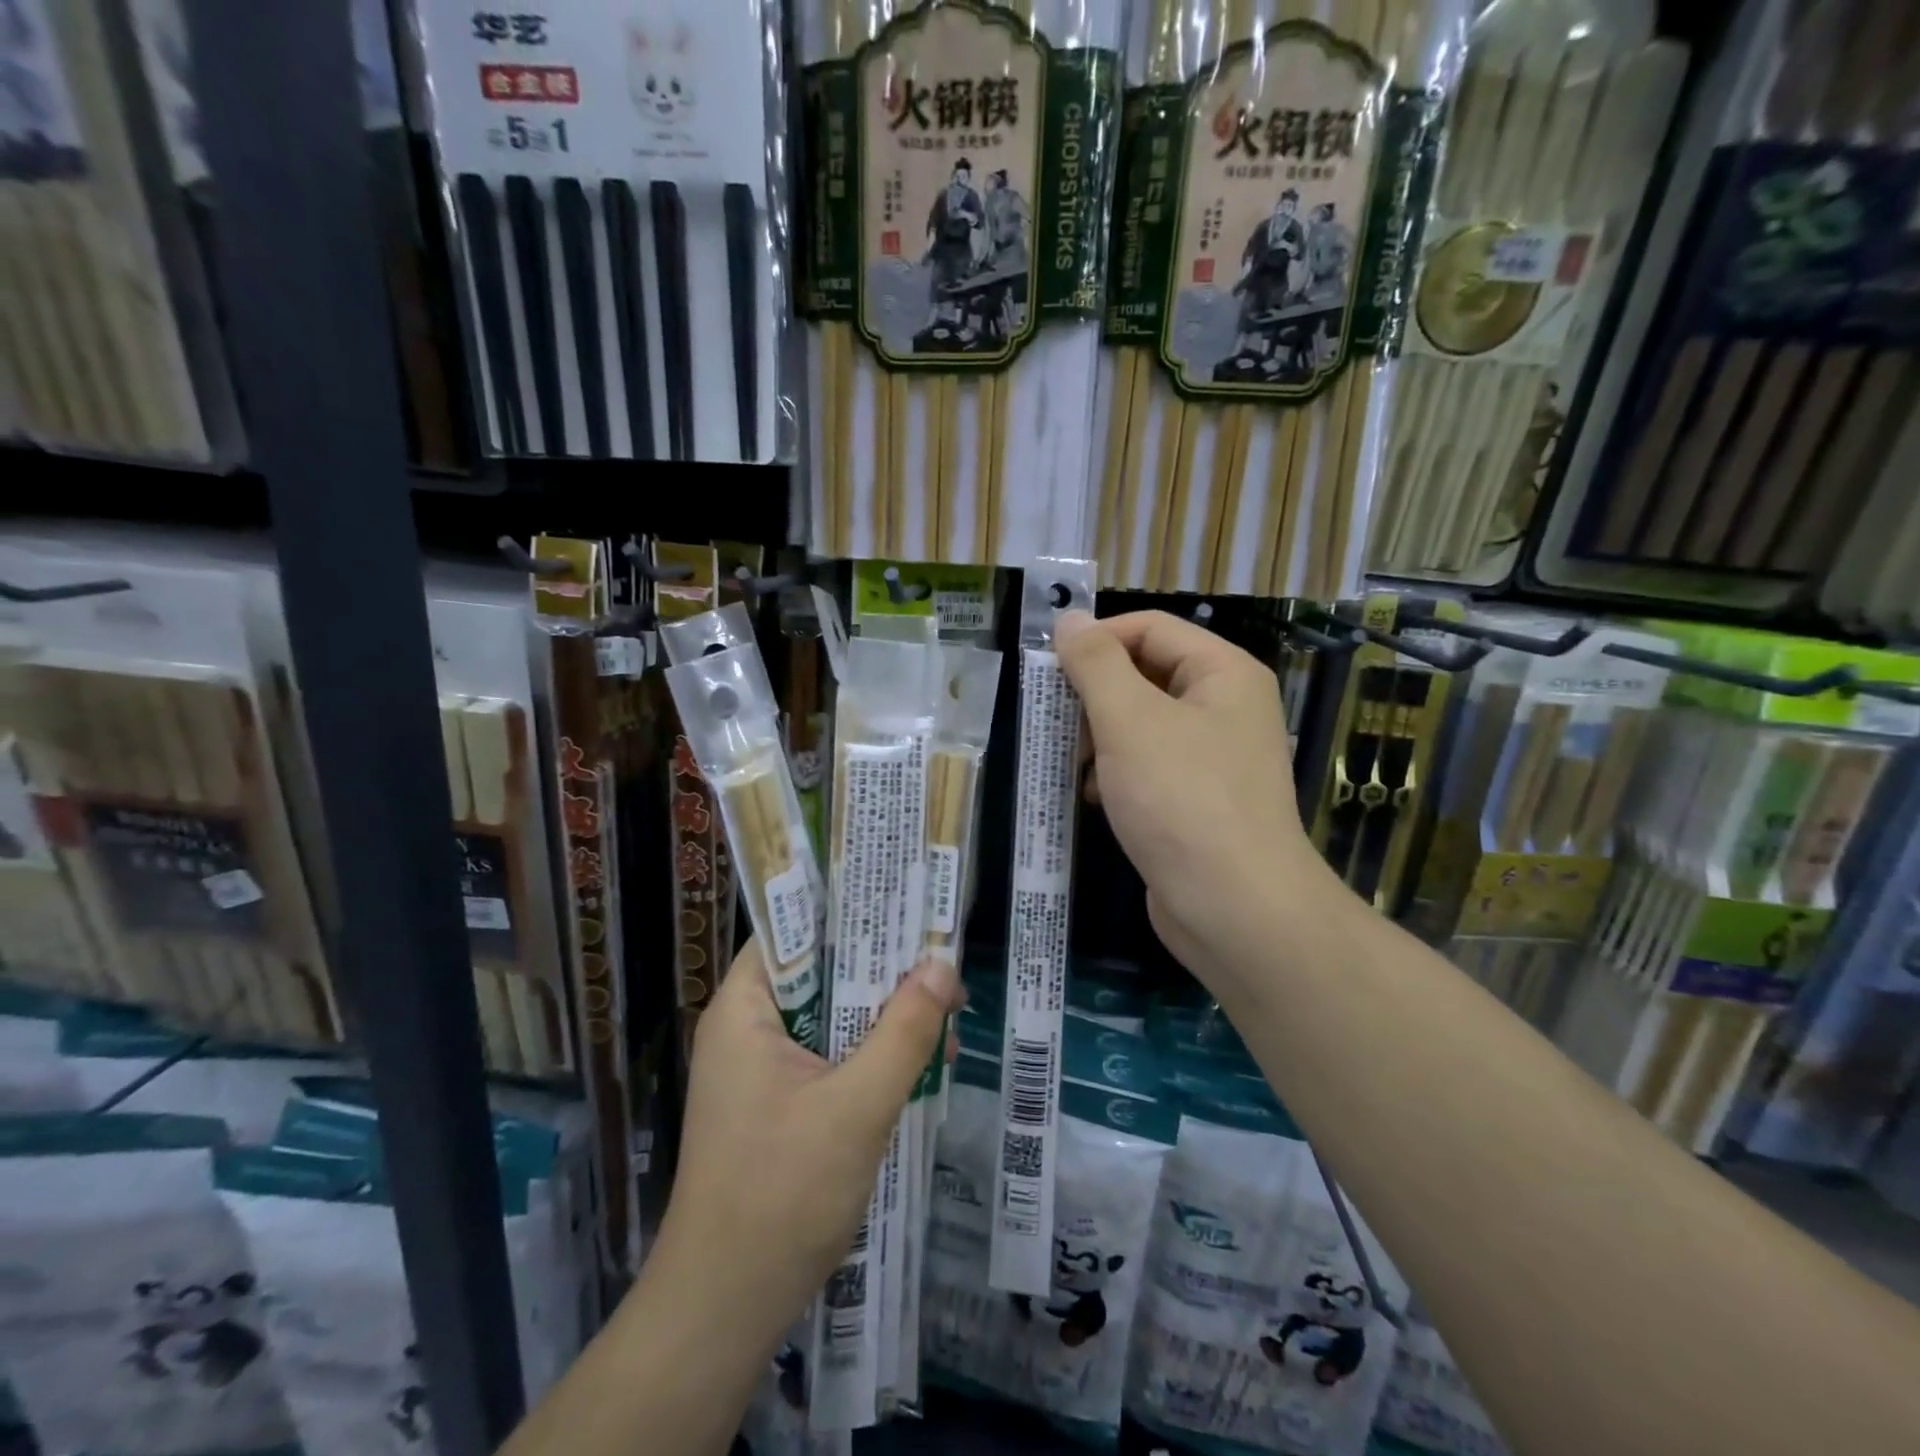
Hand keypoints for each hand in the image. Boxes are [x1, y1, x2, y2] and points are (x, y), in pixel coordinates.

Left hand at [647, 939, 963, 1355]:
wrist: (725, 1309)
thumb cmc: (782, 1194)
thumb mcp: (858, 1106)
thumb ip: (904, 1031)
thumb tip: (942, 965)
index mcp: (746, 1009)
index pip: (794, 928)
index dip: (848, 910)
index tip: (905, 903)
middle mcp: (748, 1027)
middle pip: (821, 971)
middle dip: (883, 972)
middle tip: (943, 967)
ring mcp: (761, 1068)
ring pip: (832, 1015)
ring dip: (885, 1017)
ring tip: (945, 1020)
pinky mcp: (778, 1103)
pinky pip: (831, 1055)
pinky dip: (871, 1055)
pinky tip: (919, 1066)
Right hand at [1055, 610, 1333, 986]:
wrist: (1234, 909)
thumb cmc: (1181, 801)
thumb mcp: (1130, 721)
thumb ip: (1095, 664)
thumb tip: (1069, 619)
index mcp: (1223, 673)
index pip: (1149, 629)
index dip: (1096, 640)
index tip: (1046, 669)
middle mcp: (1225, 707)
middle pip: (1145, 674)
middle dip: (1094, 695)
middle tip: (1054, 722)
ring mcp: (1214, 757)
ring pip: (1142, 723)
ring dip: (1099, 736)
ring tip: (1070, 762)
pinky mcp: (1198, 801)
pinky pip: (1148, 766)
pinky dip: (1115, 772)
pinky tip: (1092, 796)